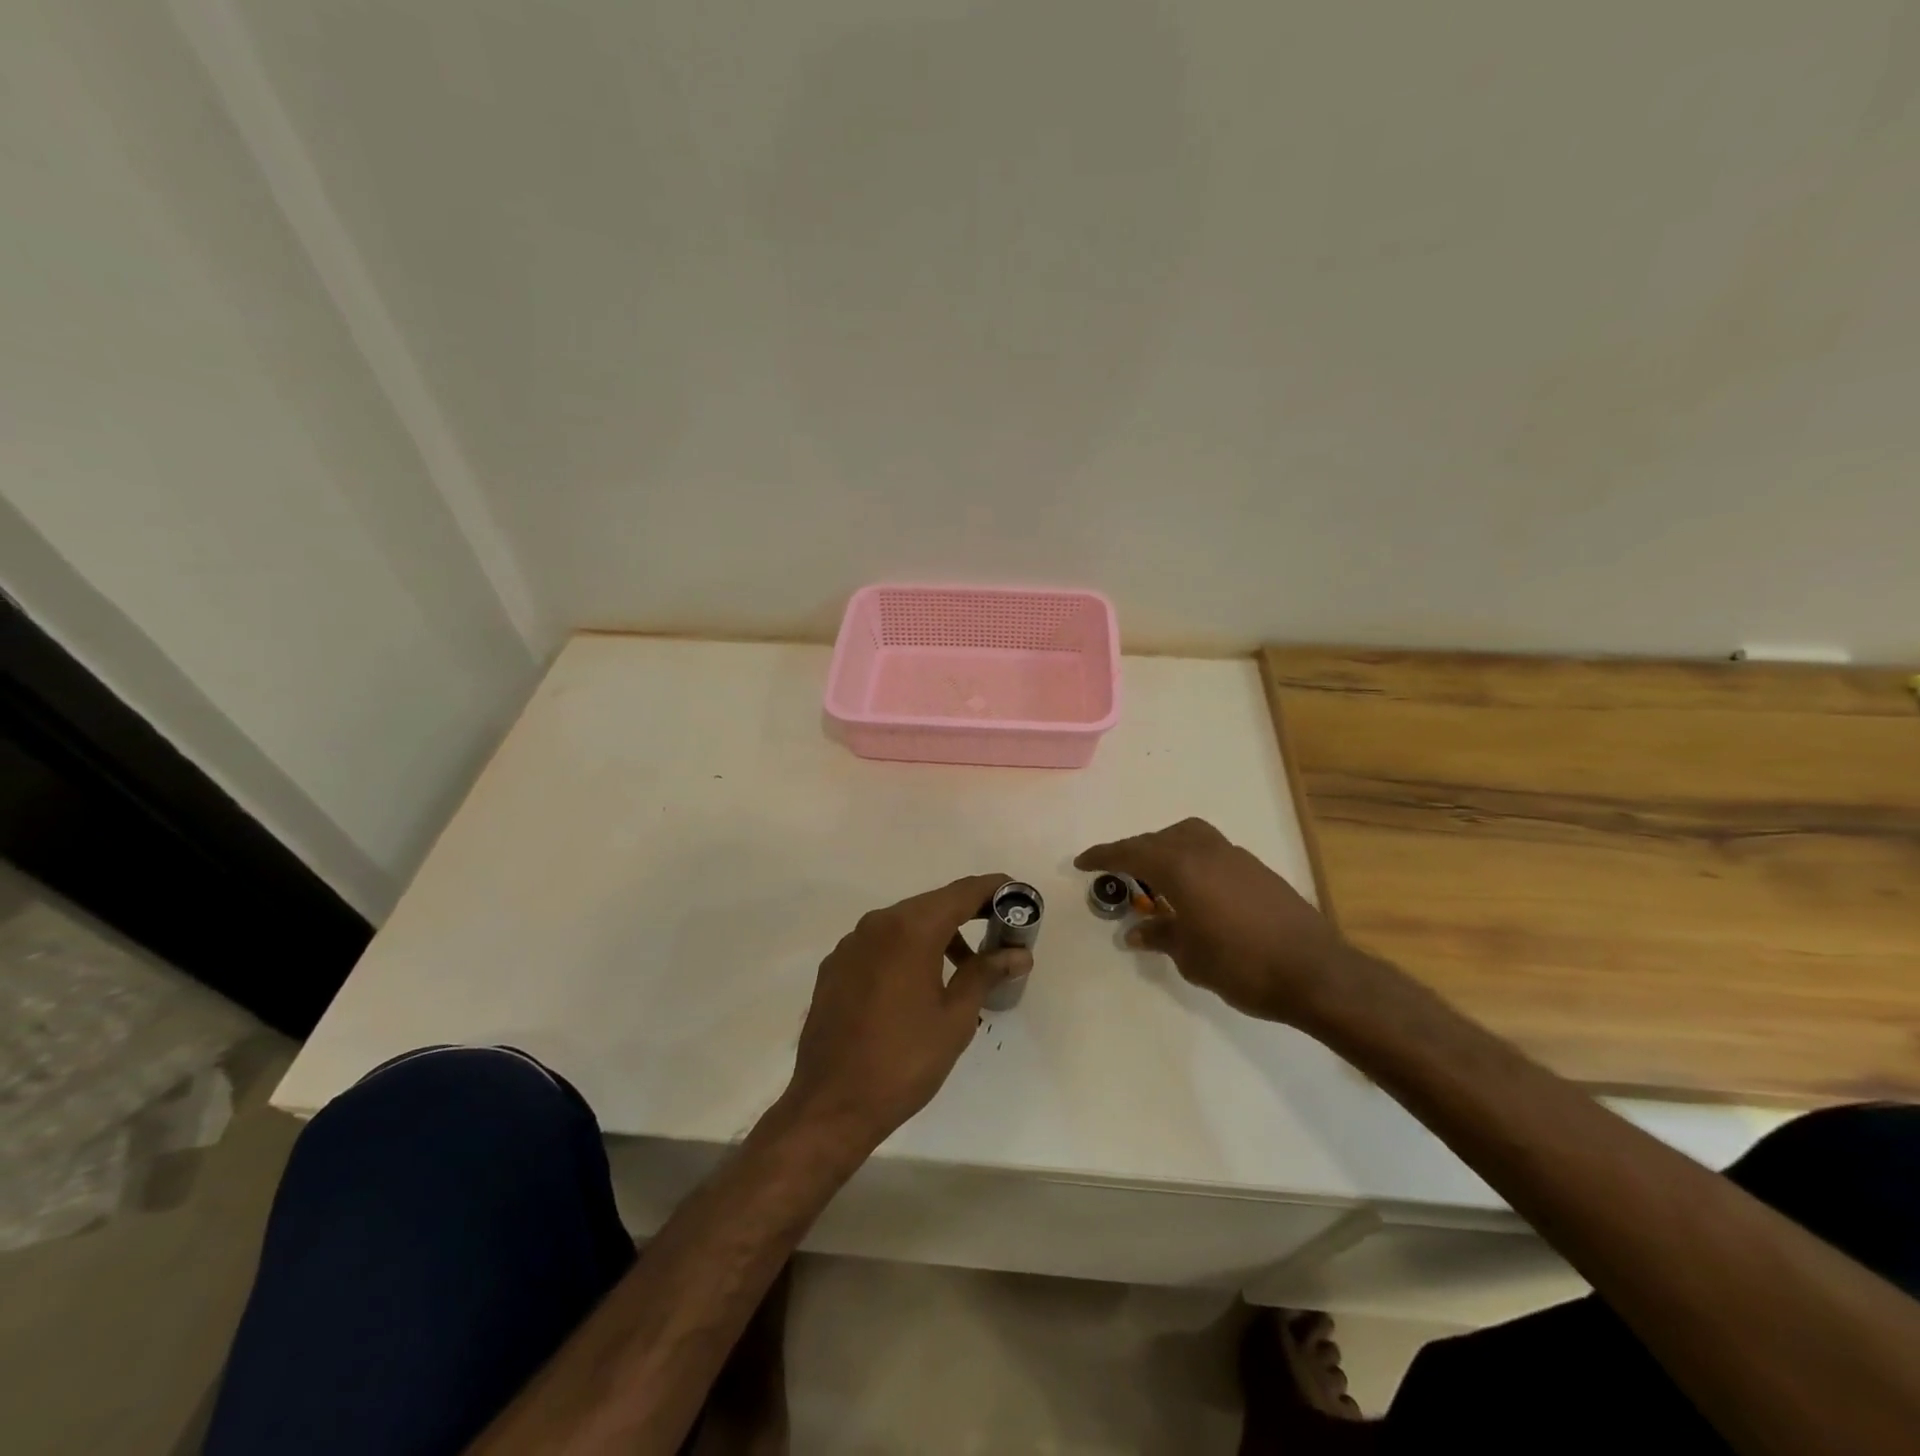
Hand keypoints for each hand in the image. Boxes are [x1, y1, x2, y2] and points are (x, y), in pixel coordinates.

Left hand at [781, 873, 1031, 1150]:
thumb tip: (1018, 954)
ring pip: (904, 923)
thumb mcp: (956, 1017)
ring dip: (937, 933)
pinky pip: (880, 943)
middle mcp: (877, 924)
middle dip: (968, 912)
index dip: (993, 889)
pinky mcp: (835, 966)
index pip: (961, 893)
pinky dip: (906, 949)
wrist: (831, 1104)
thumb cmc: (904, 1060)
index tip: (1019, 895)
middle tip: (1000, 931)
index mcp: (910, 929)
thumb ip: (986, 973)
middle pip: (932, 904)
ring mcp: (851, 944)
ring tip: (963, 967)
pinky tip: (918, 983)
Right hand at [1075, 818, 1355, 1025]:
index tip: (1082, 862)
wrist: (1316, 972)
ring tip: (1155, 877)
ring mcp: (1234, 856)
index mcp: (1180, 867)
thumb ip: (1161, 935)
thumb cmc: (1242, 966)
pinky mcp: (1256, 868)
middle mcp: (1204, 851)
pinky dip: (1190, 859)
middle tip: (1116, 872)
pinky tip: (1194, 889)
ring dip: (1164, 849)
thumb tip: (1137, 931)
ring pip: (1187, 836)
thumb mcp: (1190, 956)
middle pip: (1157, 839)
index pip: (1130, 853)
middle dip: (1133, 852)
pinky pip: (1209, 850)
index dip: (1103, 856)